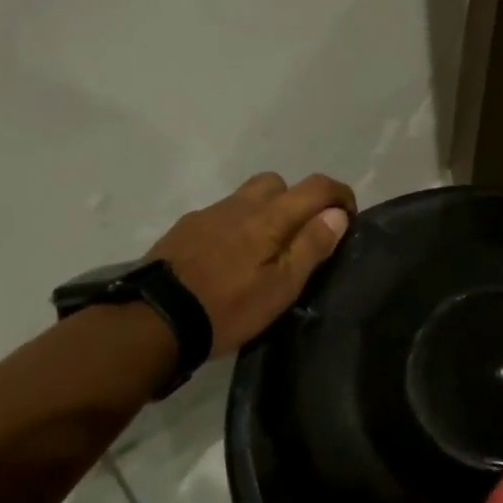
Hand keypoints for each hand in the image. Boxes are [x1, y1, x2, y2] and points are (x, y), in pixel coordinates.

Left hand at [146, 172, 355, 355]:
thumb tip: (337, 214)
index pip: (316, 186)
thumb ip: (311, 246)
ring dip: (264, 212)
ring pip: (246, 198)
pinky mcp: (184, 229)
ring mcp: (208, 214)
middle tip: (300, 236)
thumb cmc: (229, 307)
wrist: (154, 320)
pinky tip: (228, 259)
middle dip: (297, 200)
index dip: (339, 195)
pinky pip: (221, 215)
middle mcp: (240, 204)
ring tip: (263, 251)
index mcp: (270, 216)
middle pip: (277, 183)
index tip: (348, 217)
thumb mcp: (282, 286)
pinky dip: (236, 227)